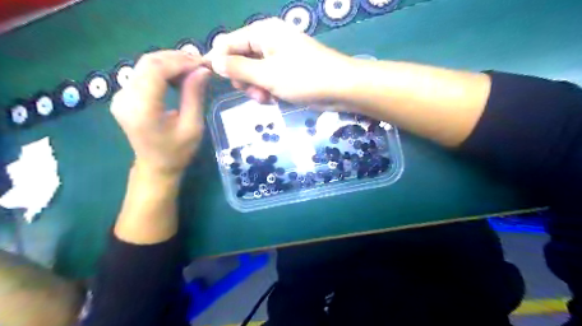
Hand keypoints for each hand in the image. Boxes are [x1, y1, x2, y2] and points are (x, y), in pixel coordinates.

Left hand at [111, 50, 211, 177]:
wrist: (156, 166)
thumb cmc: (177, 152)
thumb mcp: (192, 127)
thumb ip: (194, 96)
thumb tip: (203, 70)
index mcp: (142, 109)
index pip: (156, 71)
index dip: (180, 62)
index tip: (202, 63)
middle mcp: (125, 98)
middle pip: (148, 63)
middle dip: (176, 58)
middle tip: (200, 63)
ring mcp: (121, 95)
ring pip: (145, 65)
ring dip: (170, 62)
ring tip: (193, 68)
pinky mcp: (124, 96)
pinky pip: (143, 73)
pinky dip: (163, 70)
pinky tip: (178, 75)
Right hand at [204, 16, 354, 102]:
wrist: (341, 88)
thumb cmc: (304, 77)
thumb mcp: (267, 75)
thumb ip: (238, 69)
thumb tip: (213, 61)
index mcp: (263, 33)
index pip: (229, 42)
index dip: (218, 60)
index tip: (210, 78)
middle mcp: (270, 41)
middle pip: (241, 59)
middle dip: (243, 79)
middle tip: (253, 93)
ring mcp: (280, 58)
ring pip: (254, 74)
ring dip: (256, 89)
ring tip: (266, 99)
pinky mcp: (288, 72)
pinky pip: (268, 81)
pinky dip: (268, 91)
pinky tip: (275, 100)